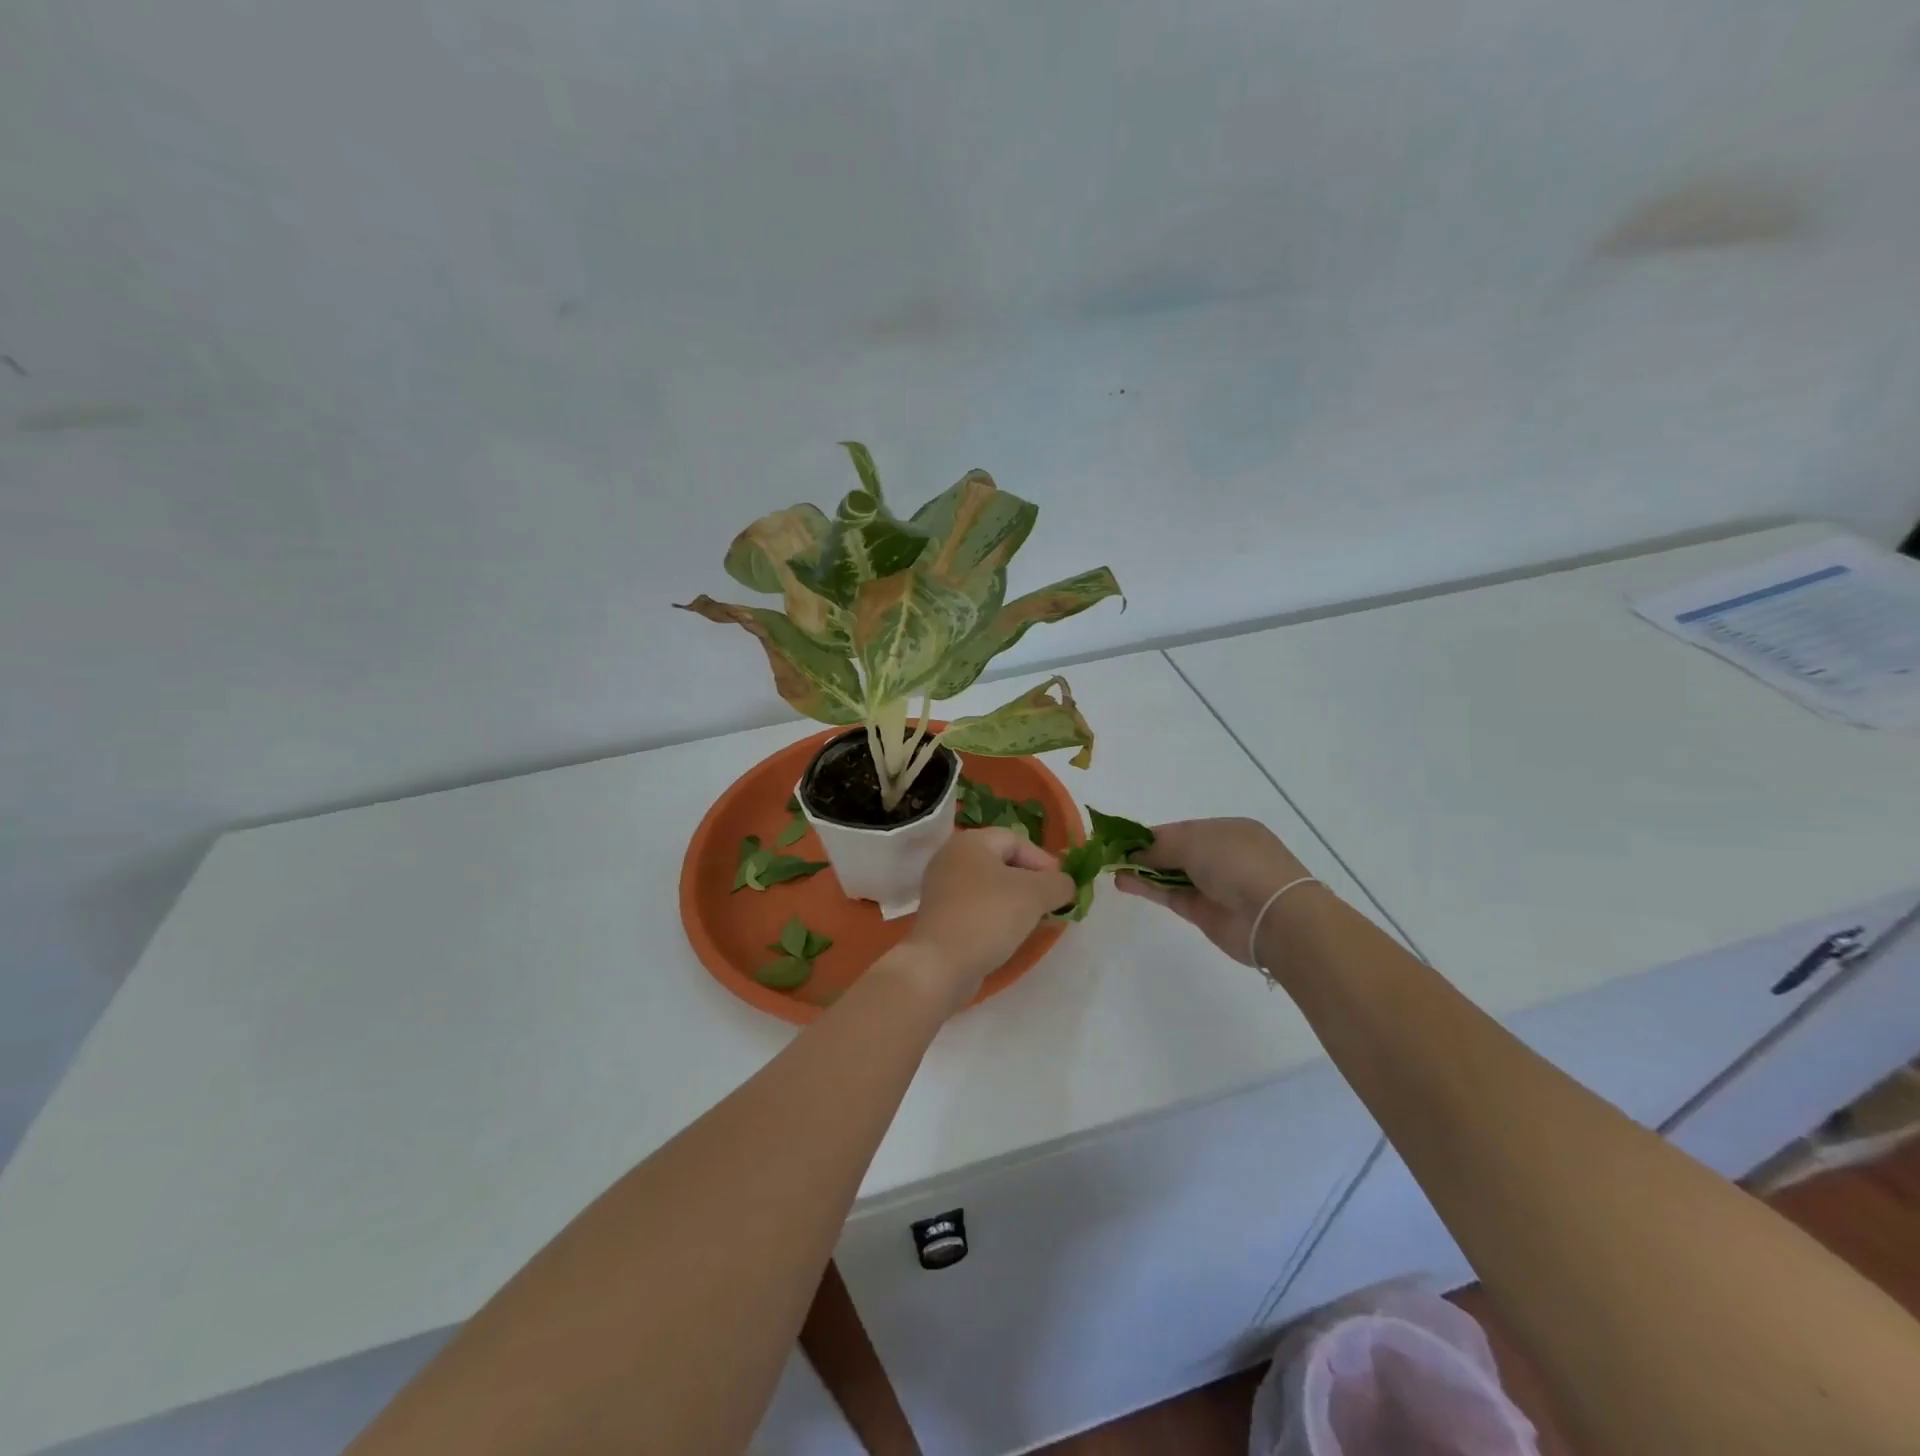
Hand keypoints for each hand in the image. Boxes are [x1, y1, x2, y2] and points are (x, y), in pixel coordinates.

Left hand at [892, 828, 1075, 1014]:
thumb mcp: (1035, 894)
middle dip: (1032, 882)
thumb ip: (1059, 883)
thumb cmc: (988, 917)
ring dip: (1016, 901)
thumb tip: (1066, 885)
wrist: (940, 965)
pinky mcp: (941, 915)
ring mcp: (942, 888)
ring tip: (1035, 921)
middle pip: (1003, 862)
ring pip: (991, 886)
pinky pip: (977, 907)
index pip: (1017, 840)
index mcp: (970, 841)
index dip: (1044, 862)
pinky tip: (1009, 934)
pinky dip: (997, 916)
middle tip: (1051, 904)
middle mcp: (951, 857)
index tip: (1063, 889)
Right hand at [1114, 817, 1315, 964]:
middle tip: (1112, 853)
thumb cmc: (1237, 863)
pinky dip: (1147, 888)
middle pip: (1175, 851)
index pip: (1182, 828)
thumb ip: (1159, 846)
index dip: (1151, 833)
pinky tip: (1123, 882)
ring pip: (1170, 874)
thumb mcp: (1194, 841)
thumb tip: (1133, 853)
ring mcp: (1214, 885)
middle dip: (1145, 852)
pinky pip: (1170, 894)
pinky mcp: (1203, 912)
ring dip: (1142, 871)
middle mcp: (1222, 855)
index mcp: (1228, 830)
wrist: (1274, 916)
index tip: (1122, 837)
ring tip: (1112, 868)